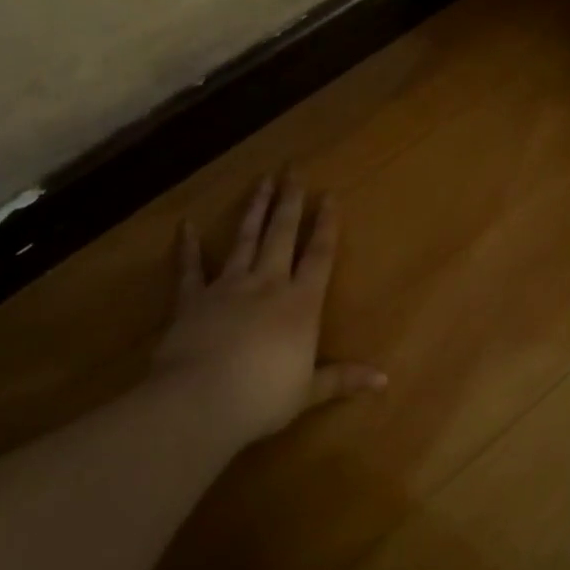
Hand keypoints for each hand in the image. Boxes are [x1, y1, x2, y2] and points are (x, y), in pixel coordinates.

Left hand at [152, 174, 385, 444]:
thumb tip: (384, 380)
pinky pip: (189, 267)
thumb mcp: (308, 391)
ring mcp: (227, 286)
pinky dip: (187, 247)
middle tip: (293, 169)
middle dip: (290, 201)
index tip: (330, 195)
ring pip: (244, 239)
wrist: (202, 400)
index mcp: (300, 304)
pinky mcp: (192, 298)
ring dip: (254, 209)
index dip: (326, 225)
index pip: (319, 256)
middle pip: (282, 234)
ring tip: (261, 181)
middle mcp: (267, 284)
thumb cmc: (263, 397)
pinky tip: (185, 225)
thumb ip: (342, 379)